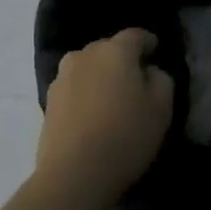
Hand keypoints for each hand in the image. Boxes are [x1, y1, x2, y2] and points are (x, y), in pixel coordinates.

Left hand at [36, 28, 174, 200]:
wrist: (74, 174)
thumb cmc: (126, 136)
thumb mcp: (161, 107)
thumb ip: (161, 79)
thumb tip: (149, 72)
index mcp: (114, 51)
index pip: (135, 35)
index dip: (148, 42)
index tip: (156, 52)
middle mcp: (84, 56)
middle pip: (108, 49)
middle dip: (123, 60)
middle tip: (136, 81)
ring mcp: (62, 78)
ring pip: (88, 68)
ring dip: (101, 77)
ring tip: (112, 99)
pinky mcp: (49, 102)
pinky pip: (74, 89)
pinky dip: (86, 95)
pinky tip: (94, 115)